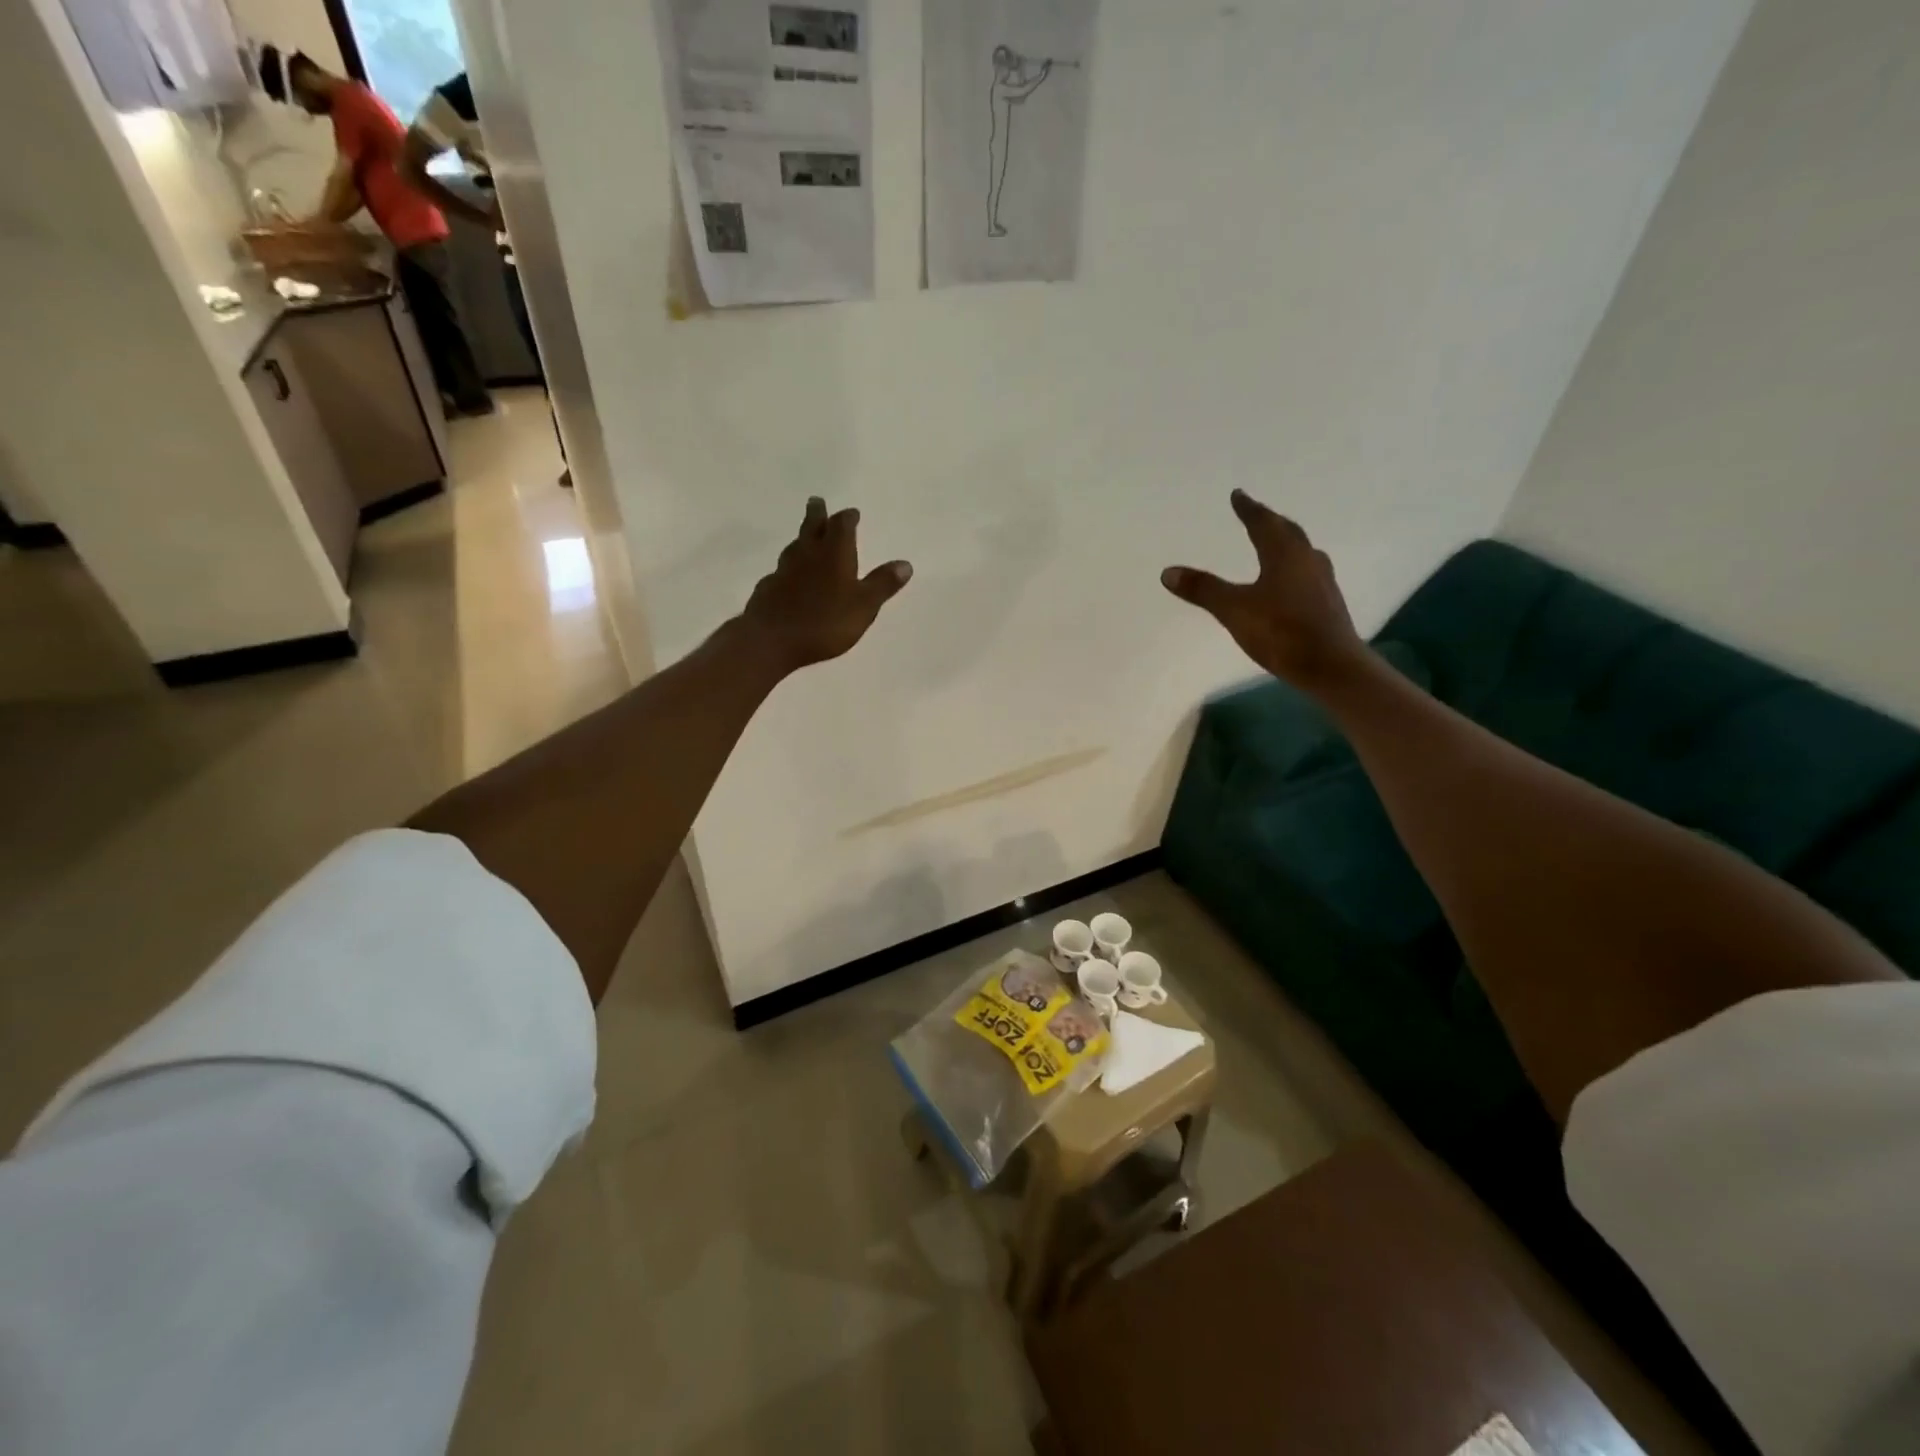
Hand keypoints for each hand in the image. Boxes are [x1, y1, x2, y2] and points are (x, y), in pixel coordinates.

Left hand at [739, 497, 912, 672]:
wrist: (772, 639)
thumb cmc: (825, 621)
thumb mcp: (864, 605)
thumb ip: (883, 584)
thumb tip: (905, 564)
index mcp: (834, 554)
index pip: (842, 526)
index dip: (847, 518)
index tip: (852, 512)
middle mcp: (807, 554)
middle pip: (811, 527)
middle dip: (817, 514)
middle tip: (817, 501)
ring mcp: (784, 570)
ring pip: (794, 546)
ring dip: (802, 538)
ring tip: (805, 535)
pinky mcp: (768, 588)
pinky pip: (781, 570)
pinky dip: (788, 566)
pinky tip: (788, 575)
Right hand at [1162, 490, 1366, 688]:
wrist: (1330, 666)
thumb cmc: (1281, 631)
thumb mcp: (1234, 610)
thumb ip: (1203, 589)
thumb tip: (1168, 571)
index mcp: (1284, 554)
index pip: (1263, 523)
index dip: (1248, 509)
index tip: (1238, 495)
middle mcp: (1307, 560)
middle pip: (1288, 532)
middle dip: (1270, 521)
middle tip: (1256, 514)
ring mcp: (1322, 582)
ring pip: (1302, 552)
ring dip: (1287, 543)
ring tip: (1275, 542)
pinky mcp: (1328, 603)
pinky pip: (1308, 573)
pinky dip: (1294, 567)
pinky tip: (1290, 580)